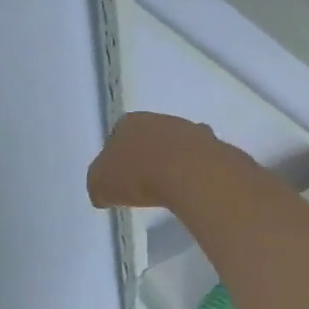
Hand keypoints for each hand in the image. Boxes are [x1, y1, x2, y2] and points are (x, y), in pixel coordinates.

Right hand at [87, 112, 214, 209]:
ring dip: (171, 162)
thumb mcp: (100, 186)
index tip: (119, 180)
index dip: (115, 160)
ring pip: (174, 146)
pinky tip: (191, 187)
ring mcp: (187, 129)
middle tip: (143, 184)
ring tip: (168, 189)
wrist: (188, 172)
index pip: (116, 138)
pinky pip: (197, 159)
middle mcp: (157, 119)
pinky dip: (193, 170)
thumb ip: (99, 185)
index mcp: (127, 123)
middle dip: (145, 158)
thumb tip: (104, 190)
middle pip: (147, 139)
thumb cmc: (137, 175)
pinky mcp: (210, 144)